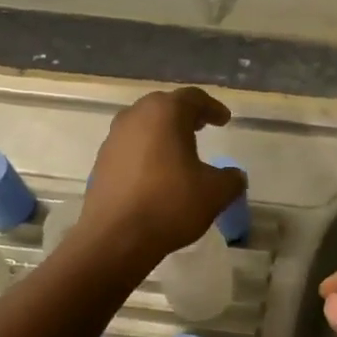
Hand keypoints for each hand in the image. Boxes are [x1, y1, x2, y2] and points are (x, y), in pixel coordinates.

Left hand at [74, 89, 244, 267]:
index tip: (224, 119)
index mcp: (165, 114)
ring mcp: (114, 139)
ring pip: (143, 125)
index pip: (193, 98)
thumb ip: (231, 179)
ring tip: (179, 149)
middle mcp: (135, 117)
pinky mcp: (101, 162)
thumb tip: (234, 176)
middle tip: (201, 126)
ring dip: (163, 132)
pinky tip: (157, 173)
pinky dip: (146, 151)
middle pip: (163, 106)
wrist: (115, 238)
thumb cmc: (170, 204)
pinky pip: (130, 147)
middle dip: (185, 115)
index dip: (212, 107)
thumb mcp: (215, 193)